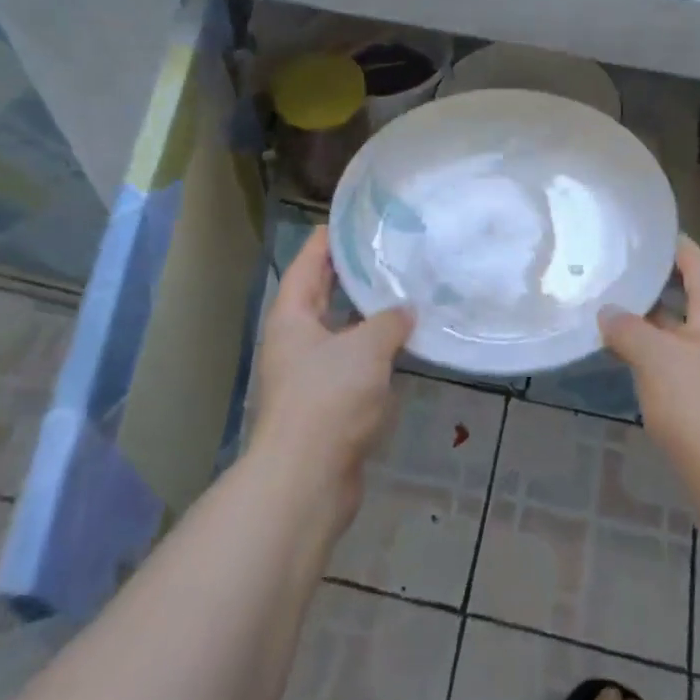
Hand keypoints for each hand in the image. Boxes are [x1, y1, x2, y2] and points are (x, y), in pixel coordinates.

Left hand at [248, 226, 413, 527]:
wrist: (307, 480)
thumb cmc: (329, 399)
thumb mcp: (366, 348)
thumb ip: (390, 321)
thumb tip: (407, 311)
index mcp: (292, 316)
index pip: (308, 262)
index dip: (329, 238)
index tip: (356, 219)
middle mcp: (296, 340)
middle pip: (323, 294)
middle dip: (352, 274)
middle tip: (389, 251)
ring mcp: (310, 374)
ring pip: (341, 331)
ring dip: (368, 315)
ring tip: (405, 291)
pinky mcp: (327, 404)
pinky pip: (354, 364)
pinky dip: (375, 352)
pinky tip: (405, 345)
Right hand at [601, 237, 699, 492]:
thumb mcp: (656, 358)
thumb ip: (627, 328)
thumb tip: (607, 312)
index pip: (696, 264)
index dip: (671, 244)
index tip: (640, 230)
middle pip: (685, 296)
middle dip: (650, 282)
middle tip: (610, 266)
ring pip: (675, 332)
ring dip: (645, 320)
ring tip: (605, 305)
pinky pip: (672, 361)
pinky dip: (648, 352)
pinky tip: (621, 354)